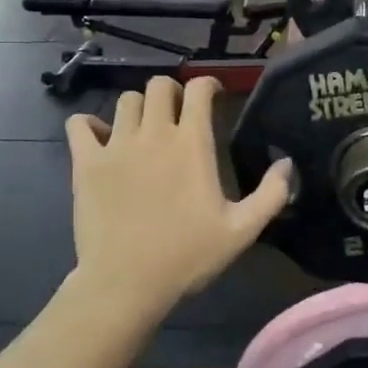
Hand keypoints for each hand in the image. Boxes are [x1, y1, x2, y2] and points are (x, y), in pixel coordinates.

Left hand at [65, 76, 292, 313]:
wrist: (126, 283)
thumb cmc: (187, 256)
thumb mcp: (242, 231)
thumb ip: (271, 194)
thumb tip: (287, 163)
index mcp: (192, 144)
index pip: (198, 89)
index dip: (208, 84)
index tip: (213, 95)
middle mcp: (153, 133)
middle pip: (159, 85)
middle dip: (172, 92)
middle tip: (179, 114)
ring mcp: (115, 146)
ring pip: (125, 100)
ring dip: (139, 108)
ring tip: (144, 129)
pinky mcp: (86, 162)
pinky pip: (80, 124)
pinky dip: (90, 124)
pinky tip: (102, 139)